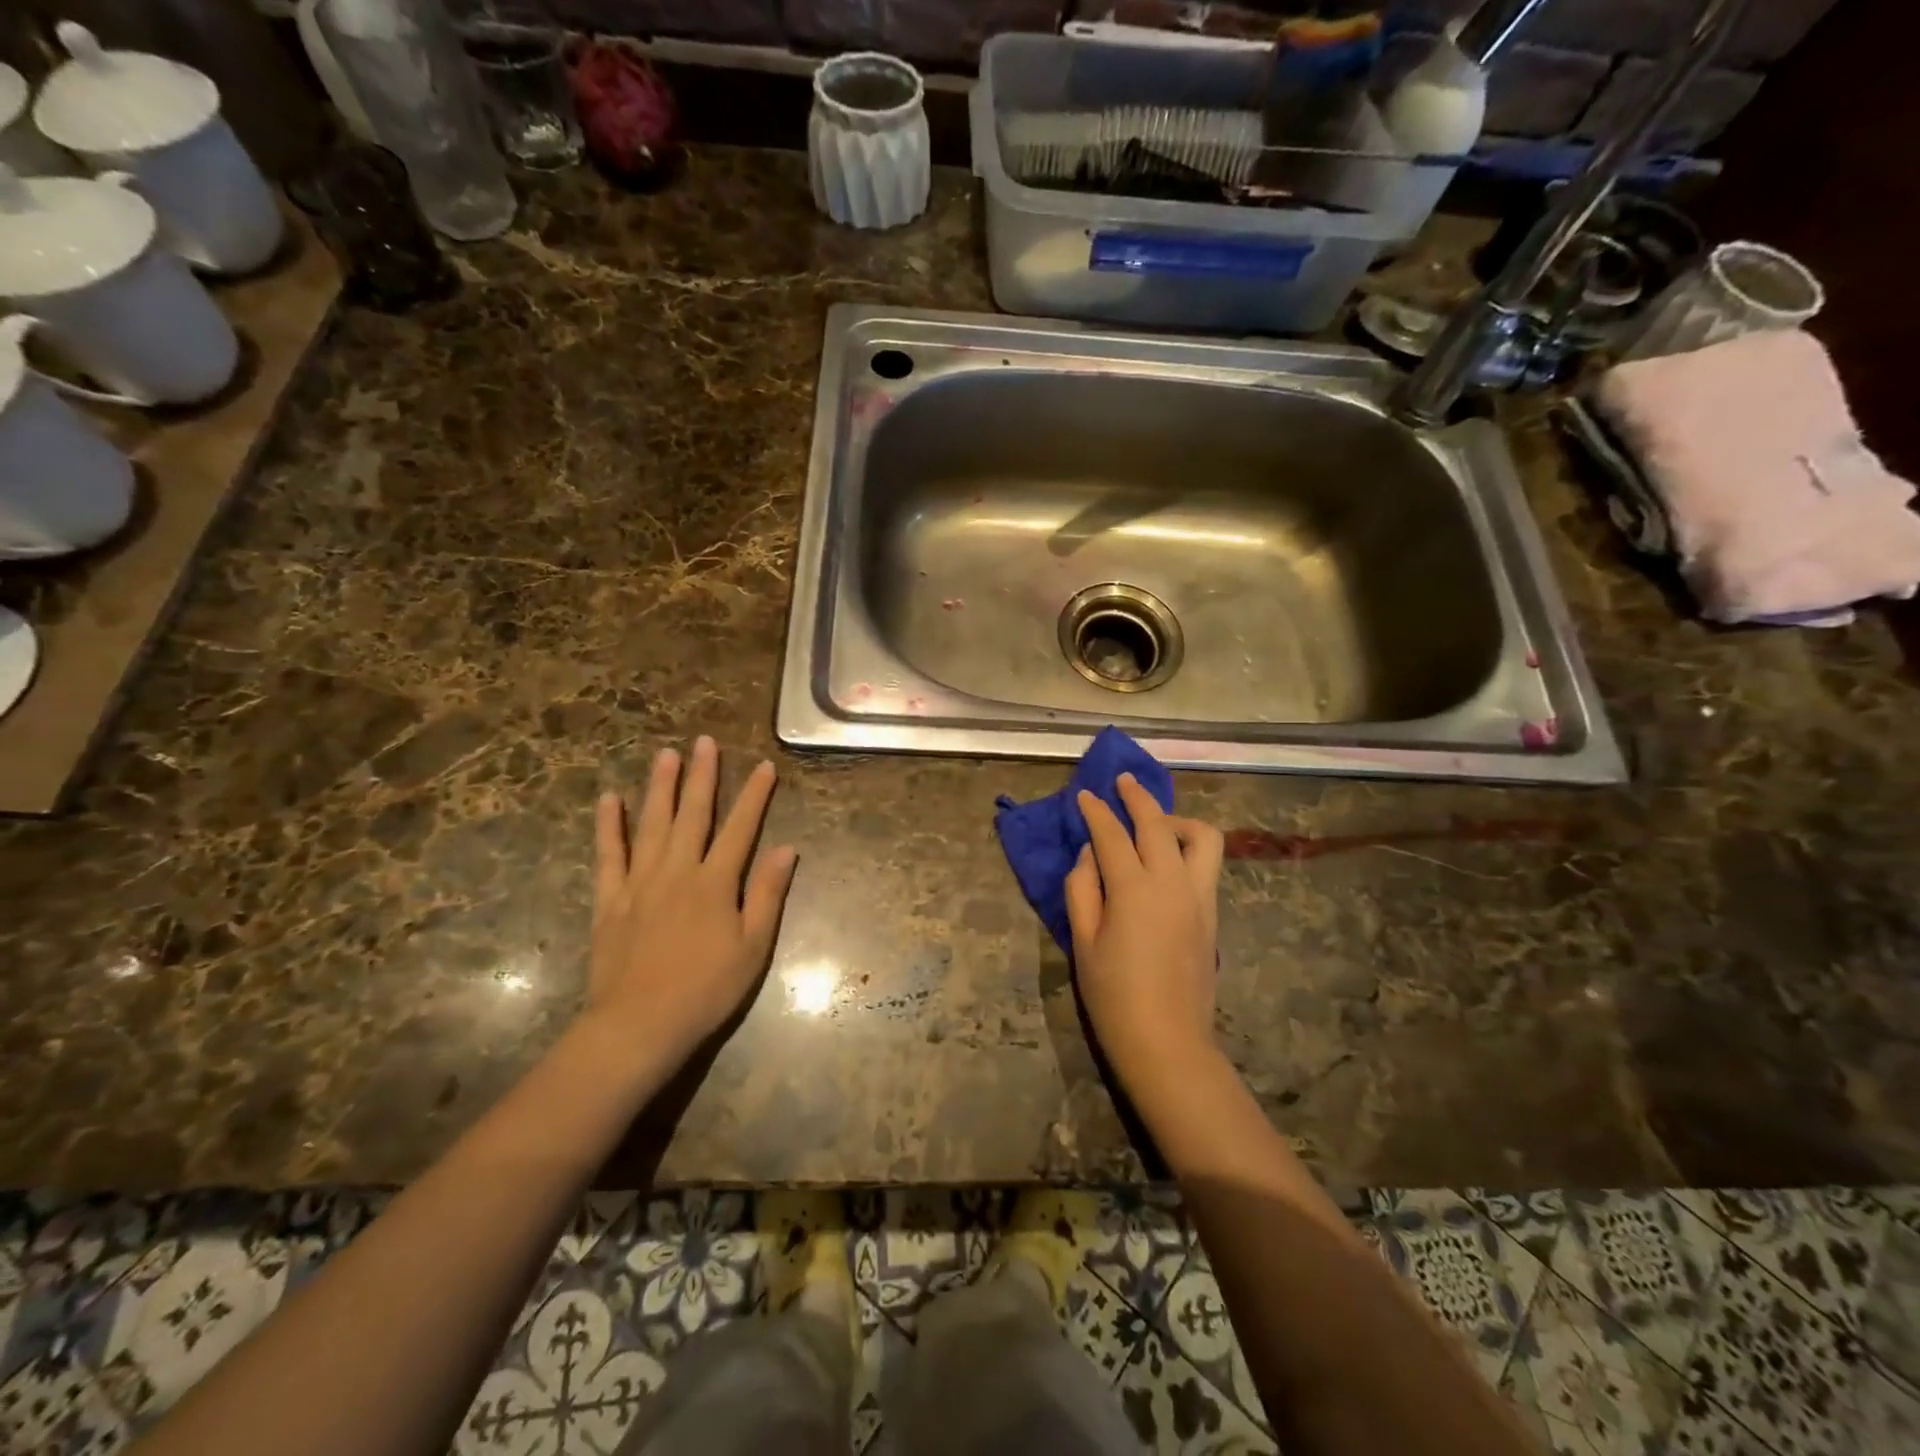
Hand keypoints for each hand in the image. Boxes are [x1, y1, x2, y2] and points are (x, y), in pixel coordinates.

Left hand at [588, 736, 797, 1067]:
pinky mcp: (610, 899)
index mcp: (715, 883)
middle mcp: (677, 871)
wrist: (639, 1025)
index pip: (740, 828)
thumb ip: (767, 894)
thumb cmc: (706, 989)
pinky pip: (609, 854)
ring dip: (659, 787)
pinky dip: (609, 826)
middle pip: (693, 814)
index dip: (754, 795)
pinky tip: (610, 799)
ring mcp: (639, 882)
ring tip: (665, 754)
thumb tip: (785, 848)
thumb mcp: (753, 946)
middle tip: (703, 741)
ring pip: (651, 824)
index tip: (763, 766)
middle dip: (701, 776)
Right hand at [1064, 774, 1224, 1087]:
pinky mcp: (1212, 913)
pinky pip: (1207, 863)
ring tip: (1154, 823)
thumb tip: (1089, 855)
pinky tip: (1168, 857)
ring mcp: (1199, 896)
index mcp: (1133, 889)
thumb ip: (1082, 889)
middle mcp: (1171, 882)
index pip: (1111, 834)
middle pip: (1157, 822)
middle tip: (1121, 782)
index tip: (1084, 794)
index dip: (1095, 810)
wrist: (1167, 1041)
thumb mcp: (1082, 942)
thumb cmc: (1113, 996)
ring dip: (1175, 819)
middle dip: (1137, 796)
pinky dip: (1188, 846)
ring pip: (1201, 836)